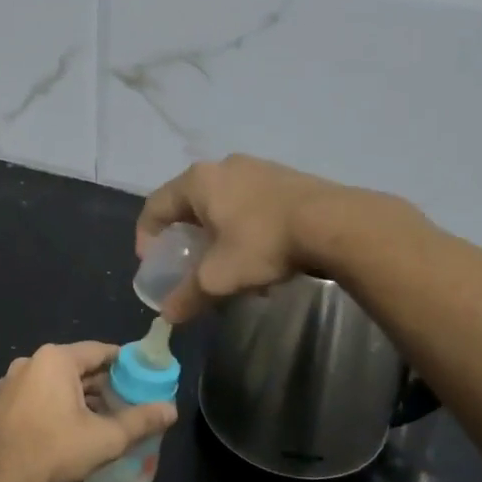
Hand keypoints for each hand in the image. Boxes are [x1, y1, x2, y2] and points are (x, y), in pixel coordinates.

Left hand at [0, 342, 176, 481]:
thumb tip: (172, 410)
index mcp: (55, 359)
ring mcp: (11, 382)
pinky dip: (57, 404)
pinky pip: (38, 394)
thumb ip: (141, 420)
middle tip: (127, 402)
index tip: (142, 378)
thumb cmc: (55, 450)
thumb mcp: (106, 437)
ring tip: (103, 417)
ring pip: (56, 382)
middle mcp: (30, 362)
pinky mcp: (1, 403)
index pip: (100, 351)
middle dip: (103, 384)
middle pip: (77, 366)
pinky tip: (71, 427)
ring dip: (80, 396)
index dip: (124, 363)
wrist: (1, 481)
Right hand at [136, 155, 354, 321]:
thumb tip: (168, 315)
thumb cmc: (262, 243)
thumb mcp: (219, 277)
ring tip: (231, 266)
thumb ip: (188, 295)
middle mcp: (223, 166)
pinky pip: (252, 204)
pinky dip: (246, 229)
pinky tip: (263, 257)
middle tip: (191, 263)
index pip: (156, 206)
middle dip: (188, 238)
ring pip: (224, 205)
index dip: (147, 236)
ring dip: (220, 236)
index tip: (153, 262)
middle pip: (191, 204)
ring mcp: (257, 168)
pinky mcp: (285, 178)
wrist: (334, 223)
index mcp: (198, 182)